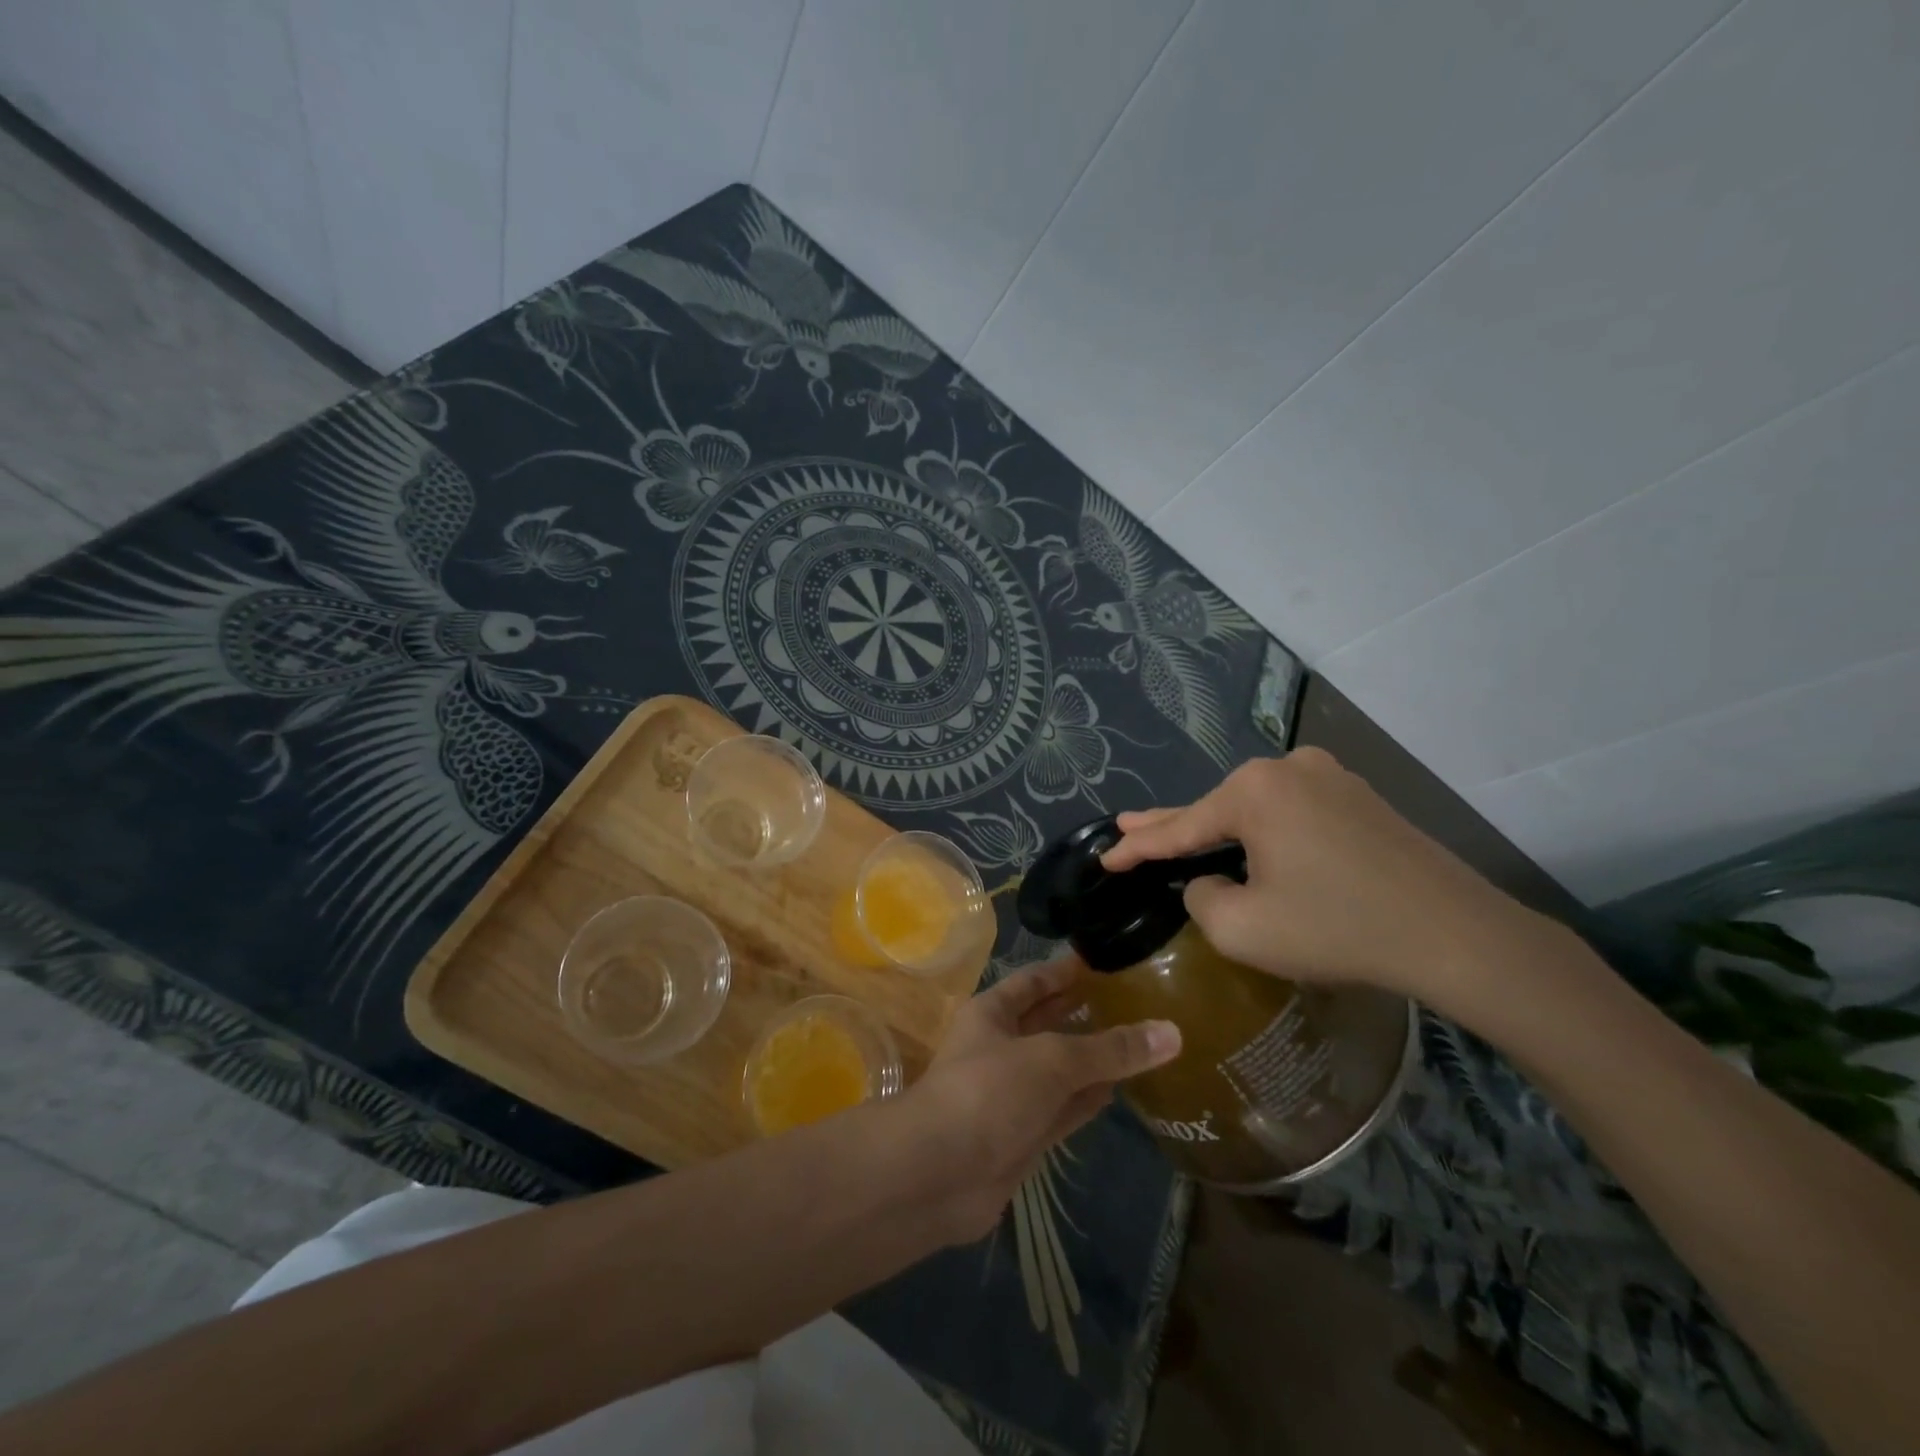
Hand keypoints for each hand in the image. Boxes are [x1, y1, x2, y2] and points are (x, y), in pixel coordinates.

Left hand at [901, 958, 1179, 1243]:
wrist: (938, 1174)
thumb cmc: (988, 1092)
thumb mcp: (1052, 1060)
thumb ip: (1110, 1049)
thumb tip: (1172, 1032)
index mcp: (992, 1013)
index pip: (1033, 982)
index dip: (1065, 971)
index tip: (1102, 960)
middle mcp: (999, 1048)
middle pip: (1047, 1023)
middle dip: (1082, 1011)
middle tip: (1132, 999)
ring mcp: (1011, 1094)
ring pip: (1059, 1069)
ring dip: (1092, 1059)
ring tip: (1137, 1041)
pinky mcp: (1023, 1136)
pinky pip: (1063, 1109)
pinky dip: (1088, 1100)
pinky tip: (1120, 1090)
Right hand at [1100, 749, 1555, 1015]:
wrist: (1457, 935)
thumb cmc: (1338, 929)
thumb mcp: (1242, 928)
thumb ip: (1202, 899)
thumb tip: (1210, 884)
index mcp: (1255, 790)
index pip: (1181, 826)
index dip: (1138, 847)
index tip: (1105, 855)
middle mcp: (1289, 768)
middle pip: (1216, 808)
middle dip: (1170, 825)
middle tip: (1127, 827)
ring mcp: (1330, 778)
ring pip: (1256, 810)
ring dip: (1221, 831)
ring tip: (1184, 842)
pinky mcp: (1360, 799)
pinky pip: (1292, 815)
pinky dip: (1264, 834)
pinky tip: (1251, 846)